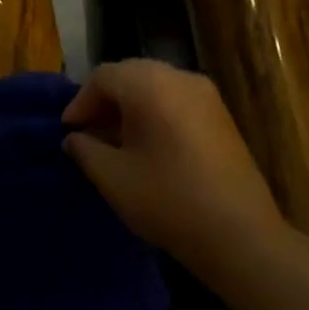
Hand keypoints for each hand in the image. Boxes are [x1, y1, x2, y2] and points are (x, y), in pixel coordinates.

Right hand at [63, 60, 284, 284]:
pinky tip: (147, 145)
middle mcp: (180, 77)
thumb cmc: (168, 200)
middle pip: (130, 75)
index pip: (103, 77)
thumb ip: (85, 150)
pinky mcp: (221, 115)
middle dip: (104, 100)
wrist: (240, 234)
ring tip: (114, 140)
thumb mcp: (113, 178)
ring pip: (155, 86)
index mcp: (150, 85)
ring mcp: (206, 94)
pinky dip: (154, 112)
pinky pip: (176, 99)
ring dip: (129, 106)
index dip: (80, 102)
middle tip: (87, 132)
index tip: (68, 132)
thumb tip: (74, 138)